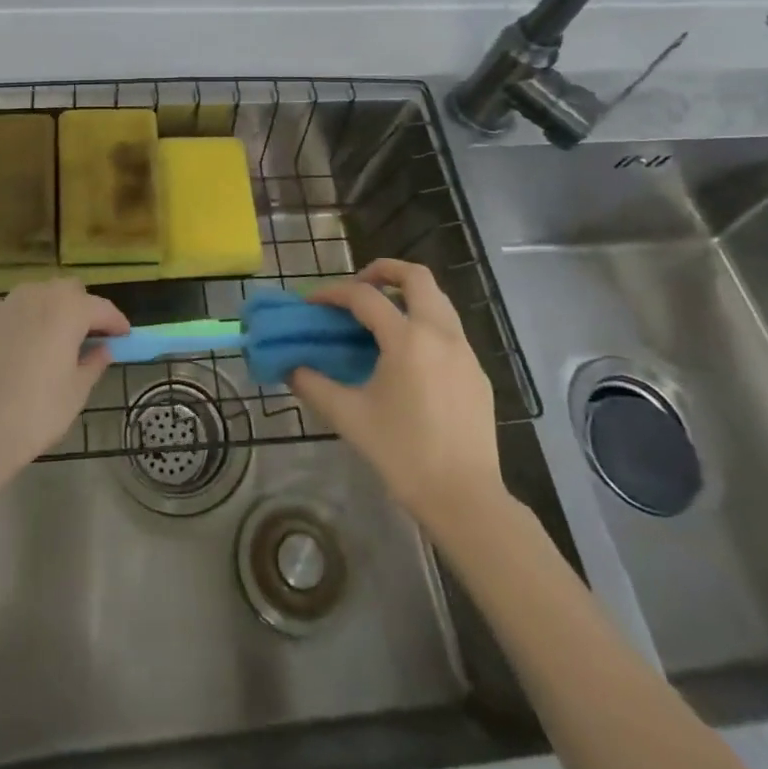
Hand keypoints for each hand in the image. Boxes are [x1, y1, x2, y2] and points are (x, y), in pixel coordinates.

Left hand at [0, 279, 127, 492]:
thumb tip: (102, 350)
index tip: (125, 336)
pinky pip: (6, 311)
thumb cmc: (34, 414)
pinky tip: (17, 345)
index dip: (116, 322)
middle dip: (82, 307)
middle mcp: (35, 296)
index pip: (101, 308)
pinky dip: (18, 321)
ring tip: (53, 338)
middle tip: (89, 335)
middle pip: (67, 290)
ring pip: (35, 295)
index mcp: (67, 310)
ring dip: (49, 309)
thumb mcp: (75, 394)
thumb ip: (93, 364)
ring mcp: (2, 306)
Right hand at [290, 260, 506, 527]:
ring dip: (407, 294)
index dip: (333, 293)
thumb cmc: (402, 454)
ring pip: (438, 299)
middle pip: (416, 276)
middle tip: (357, 285)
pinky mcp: (477, 372)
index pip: (364, 297)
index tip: (311, 303)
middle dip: (383, 270)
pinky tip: (407, 354)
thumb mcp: (349, 417)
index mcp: (407, 339)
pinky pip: (449, 329)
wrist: (465, 498)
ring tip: (380, 315)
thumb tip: (290, 366)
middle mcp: (440, 334)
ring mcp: (465, 351)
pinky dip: (424, 322)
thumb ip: (313, 385)